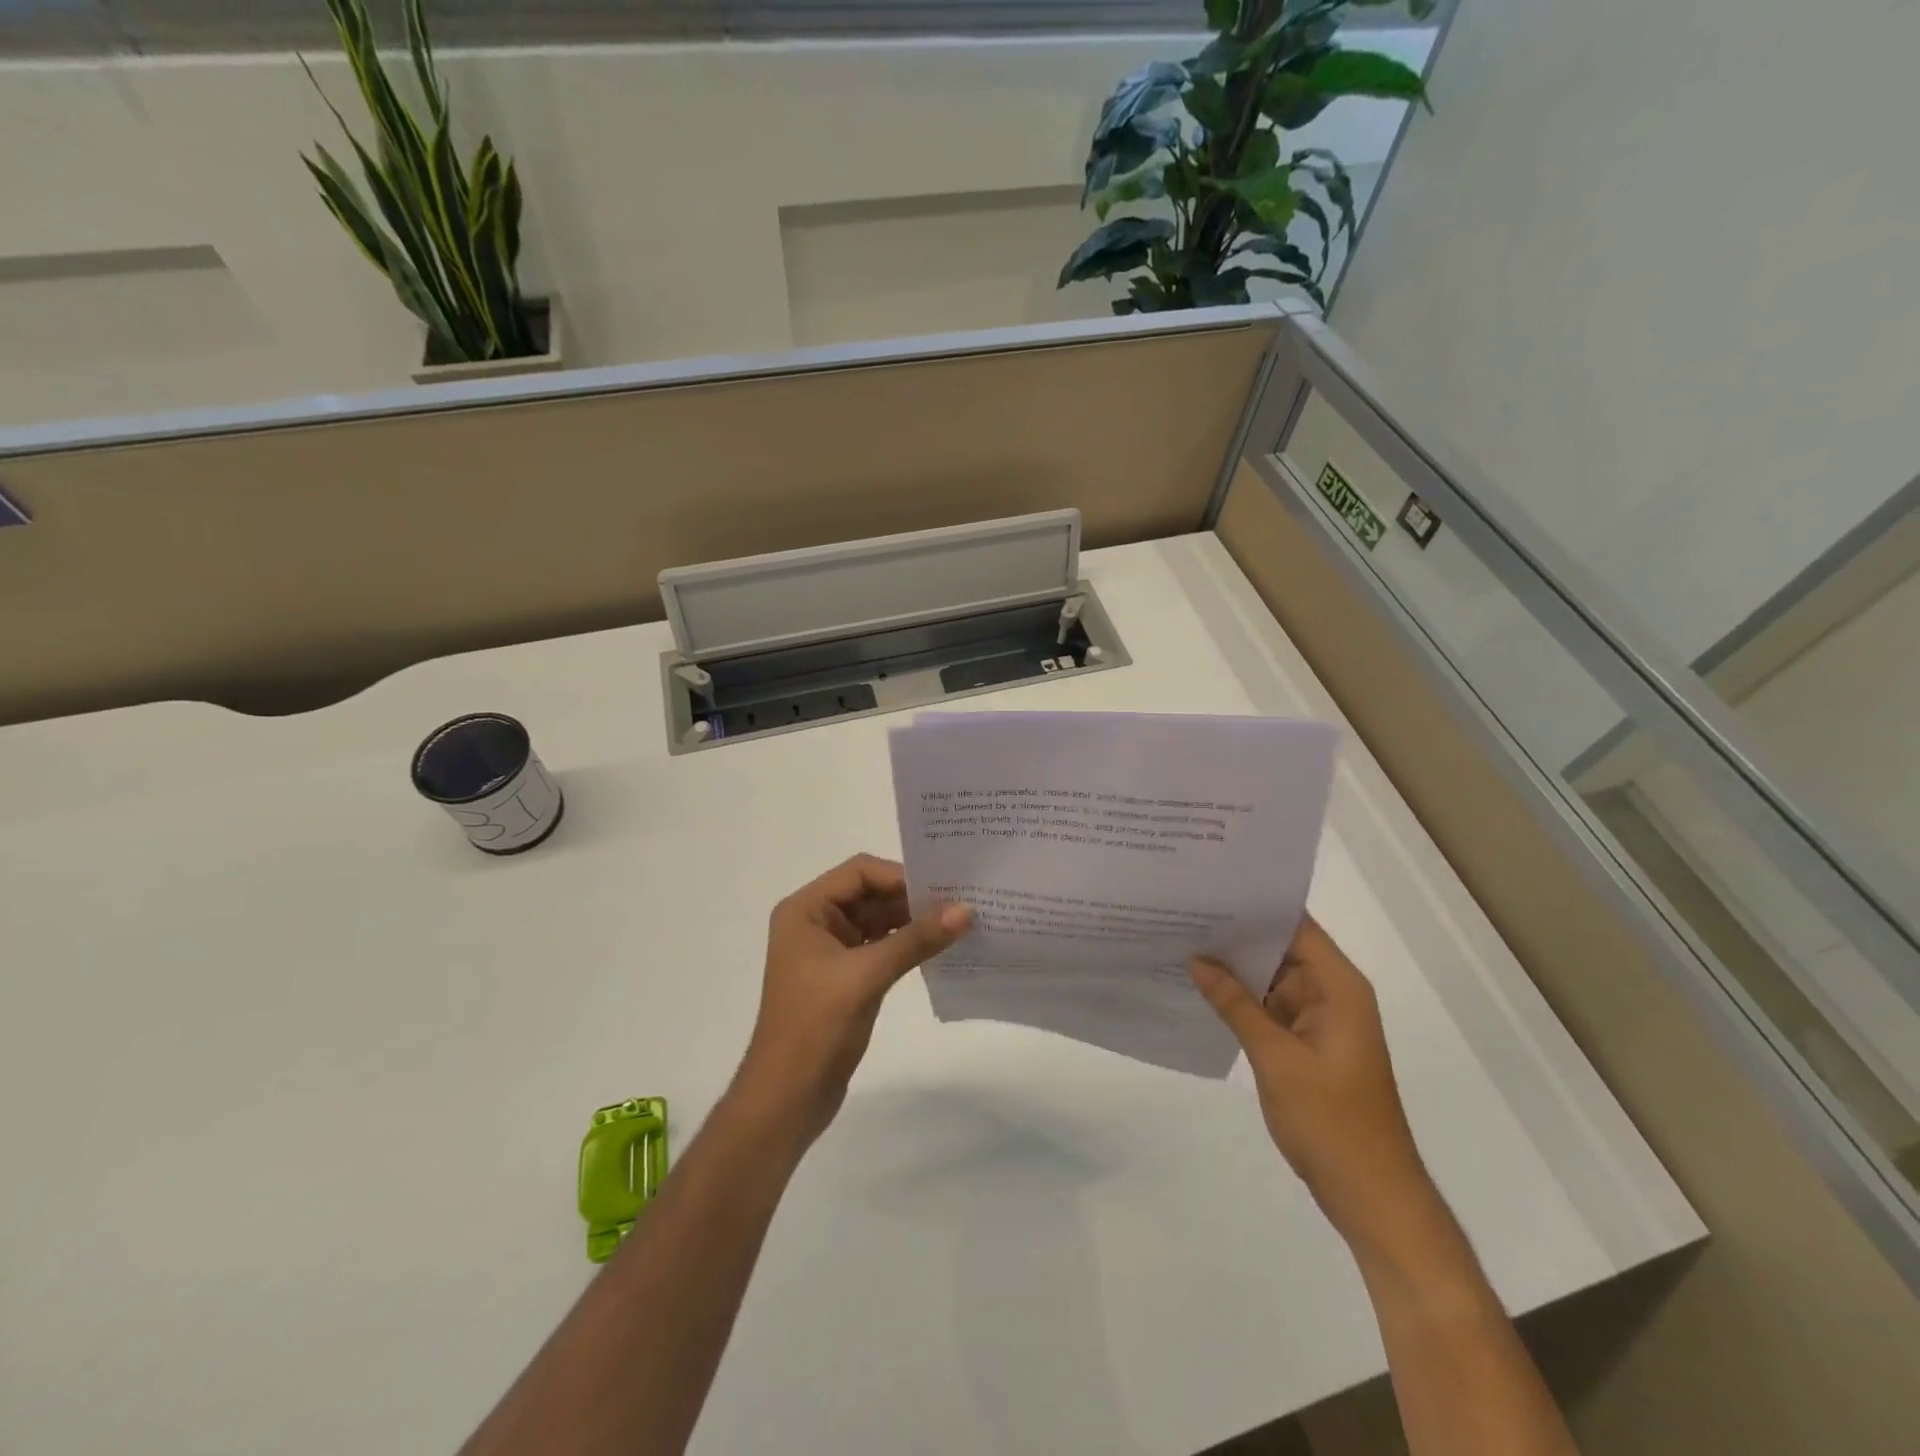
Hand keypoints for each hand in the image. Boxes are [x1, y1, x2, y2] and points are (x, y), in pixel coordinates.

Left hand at [733, 855, 970, 1145]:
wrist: (786, 1099)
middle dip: (912, 899)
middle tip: (961, 902)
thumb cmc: (815, 1027)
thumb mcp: (867, 975)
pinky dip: (907, 946)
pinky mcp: (845, 978)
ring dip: (914, 923)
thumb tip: (966, 909)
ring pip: (879, 922)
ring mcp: (830, 951)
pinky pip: (881, 948)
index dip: (900, 876)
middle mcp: (815, 922)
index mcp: (805, 910)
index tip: (944, 888)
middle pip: (871, 894)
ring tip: (959, 923)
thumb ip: (916, 939)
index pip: (859, 873)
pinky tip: (940, 949)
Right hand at [1190, 915, 1432, 1248]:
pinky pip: (1271, 1007)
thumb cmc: (1331, 1122)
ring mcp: (1321, 1020)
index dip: (1256, 906)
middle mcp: (1333, 994)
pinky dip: (1242, 998)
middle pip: (1282, 949)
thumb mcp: (1275, 1058)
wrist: (1371, 1196)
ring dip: (1236, 968)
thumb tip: (1197, 960)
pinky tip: (1202, 987)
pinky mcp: (1308, 1044)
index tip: (1210, 890)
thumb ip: (1235, 1004)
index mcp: (1339, 987)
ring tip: (1183, 941)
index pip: (1296, 927)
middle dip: (1237, 934)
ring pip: (1273, 978)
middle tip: (1183, 913)